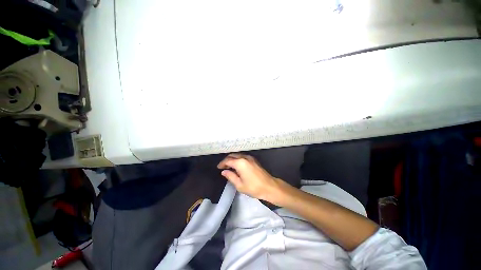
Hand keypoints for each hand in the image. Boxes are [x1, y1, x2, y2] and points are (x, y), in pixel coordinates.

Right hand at [217, 153, 284, 202]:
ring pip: (238, 155)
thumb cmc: (253, 187)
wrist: (269, 186)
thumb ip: (230, 176)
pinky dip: (238, 159)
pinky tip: (237, 165)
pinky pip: (243, 157)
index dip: (222, 164)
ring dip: (232, 159)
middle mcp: (245, 157)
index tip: (218, 168)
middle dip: (226, 160)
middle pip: (233, 156)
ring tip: (228, 166)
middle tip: (222, 167)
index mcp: (240, 163)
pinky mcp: (254, 160)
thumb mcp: (239, 185)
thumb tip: (224, 172)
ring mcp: (250, 158)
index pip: (228, 161)